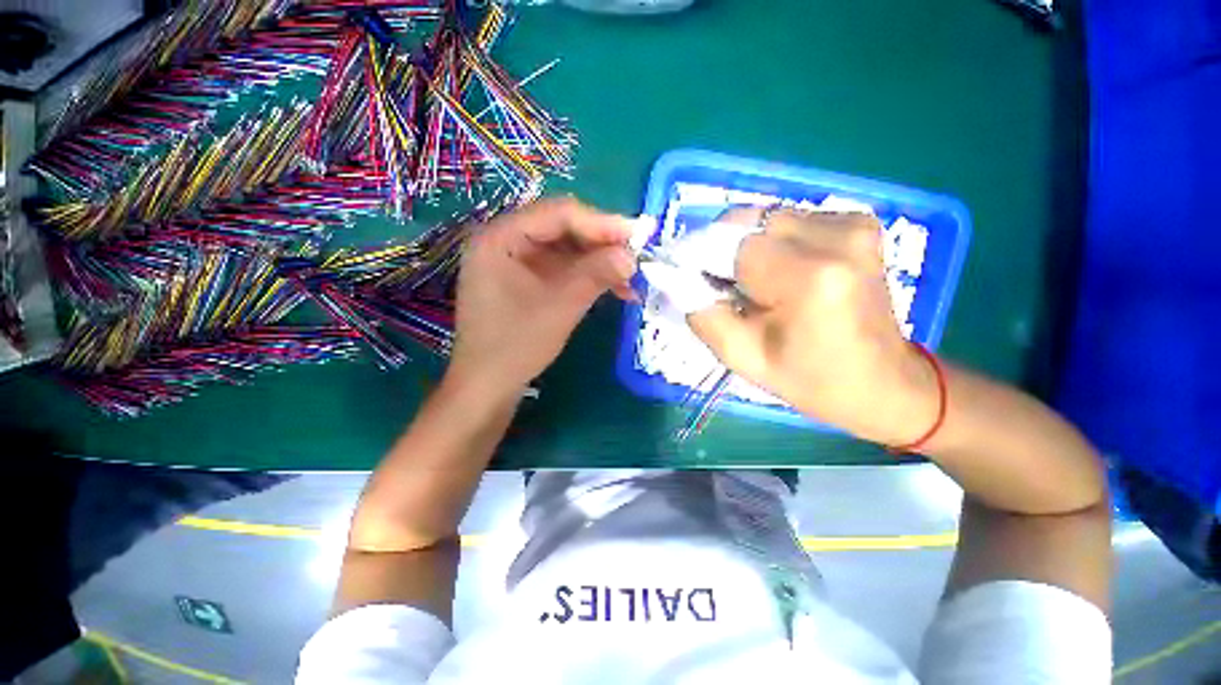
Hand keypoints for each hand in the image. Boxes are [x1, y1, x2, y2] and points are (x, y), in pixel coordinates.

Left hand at [448, 198, 636, 395]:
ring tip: (629, 279)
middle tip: (635, 258)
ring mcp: (515, 261)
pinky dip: (588, 277)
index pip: (558, 215)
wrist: (489, 386)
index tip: (637, 235)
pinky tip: (613, 289)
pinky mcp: (526, 279)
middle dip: (602, 244)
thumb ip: (596, 275)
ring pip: (566, 250)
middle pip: (562, 229)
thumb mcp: (560, 307)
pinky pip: (562, 268)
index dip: (601, 223)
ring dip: (599, 262)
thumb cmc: (516, 346)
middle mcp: (505, 241)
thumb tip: (632, 256)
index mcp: (500, 238)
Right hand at [688, 208, 938, 444]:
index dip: (704, 260)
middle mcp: (837, 236)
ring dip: (749, 247)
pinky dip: (774, 243)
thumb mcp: (743, 358)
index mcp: (809, 278)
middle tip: (726, 289)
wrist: (883, 382)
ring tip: (758, 285)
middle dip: (724, 252)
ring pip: (767, 218)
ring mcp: (853, 224)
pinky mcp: (858, 223)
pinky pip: (791, 221)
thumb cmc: (812, 380)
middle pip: (748, 222)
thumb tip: (673, 277)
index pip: (730, 244)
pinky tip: (784, 273)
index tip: (697, 284)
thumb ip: (701, 314)